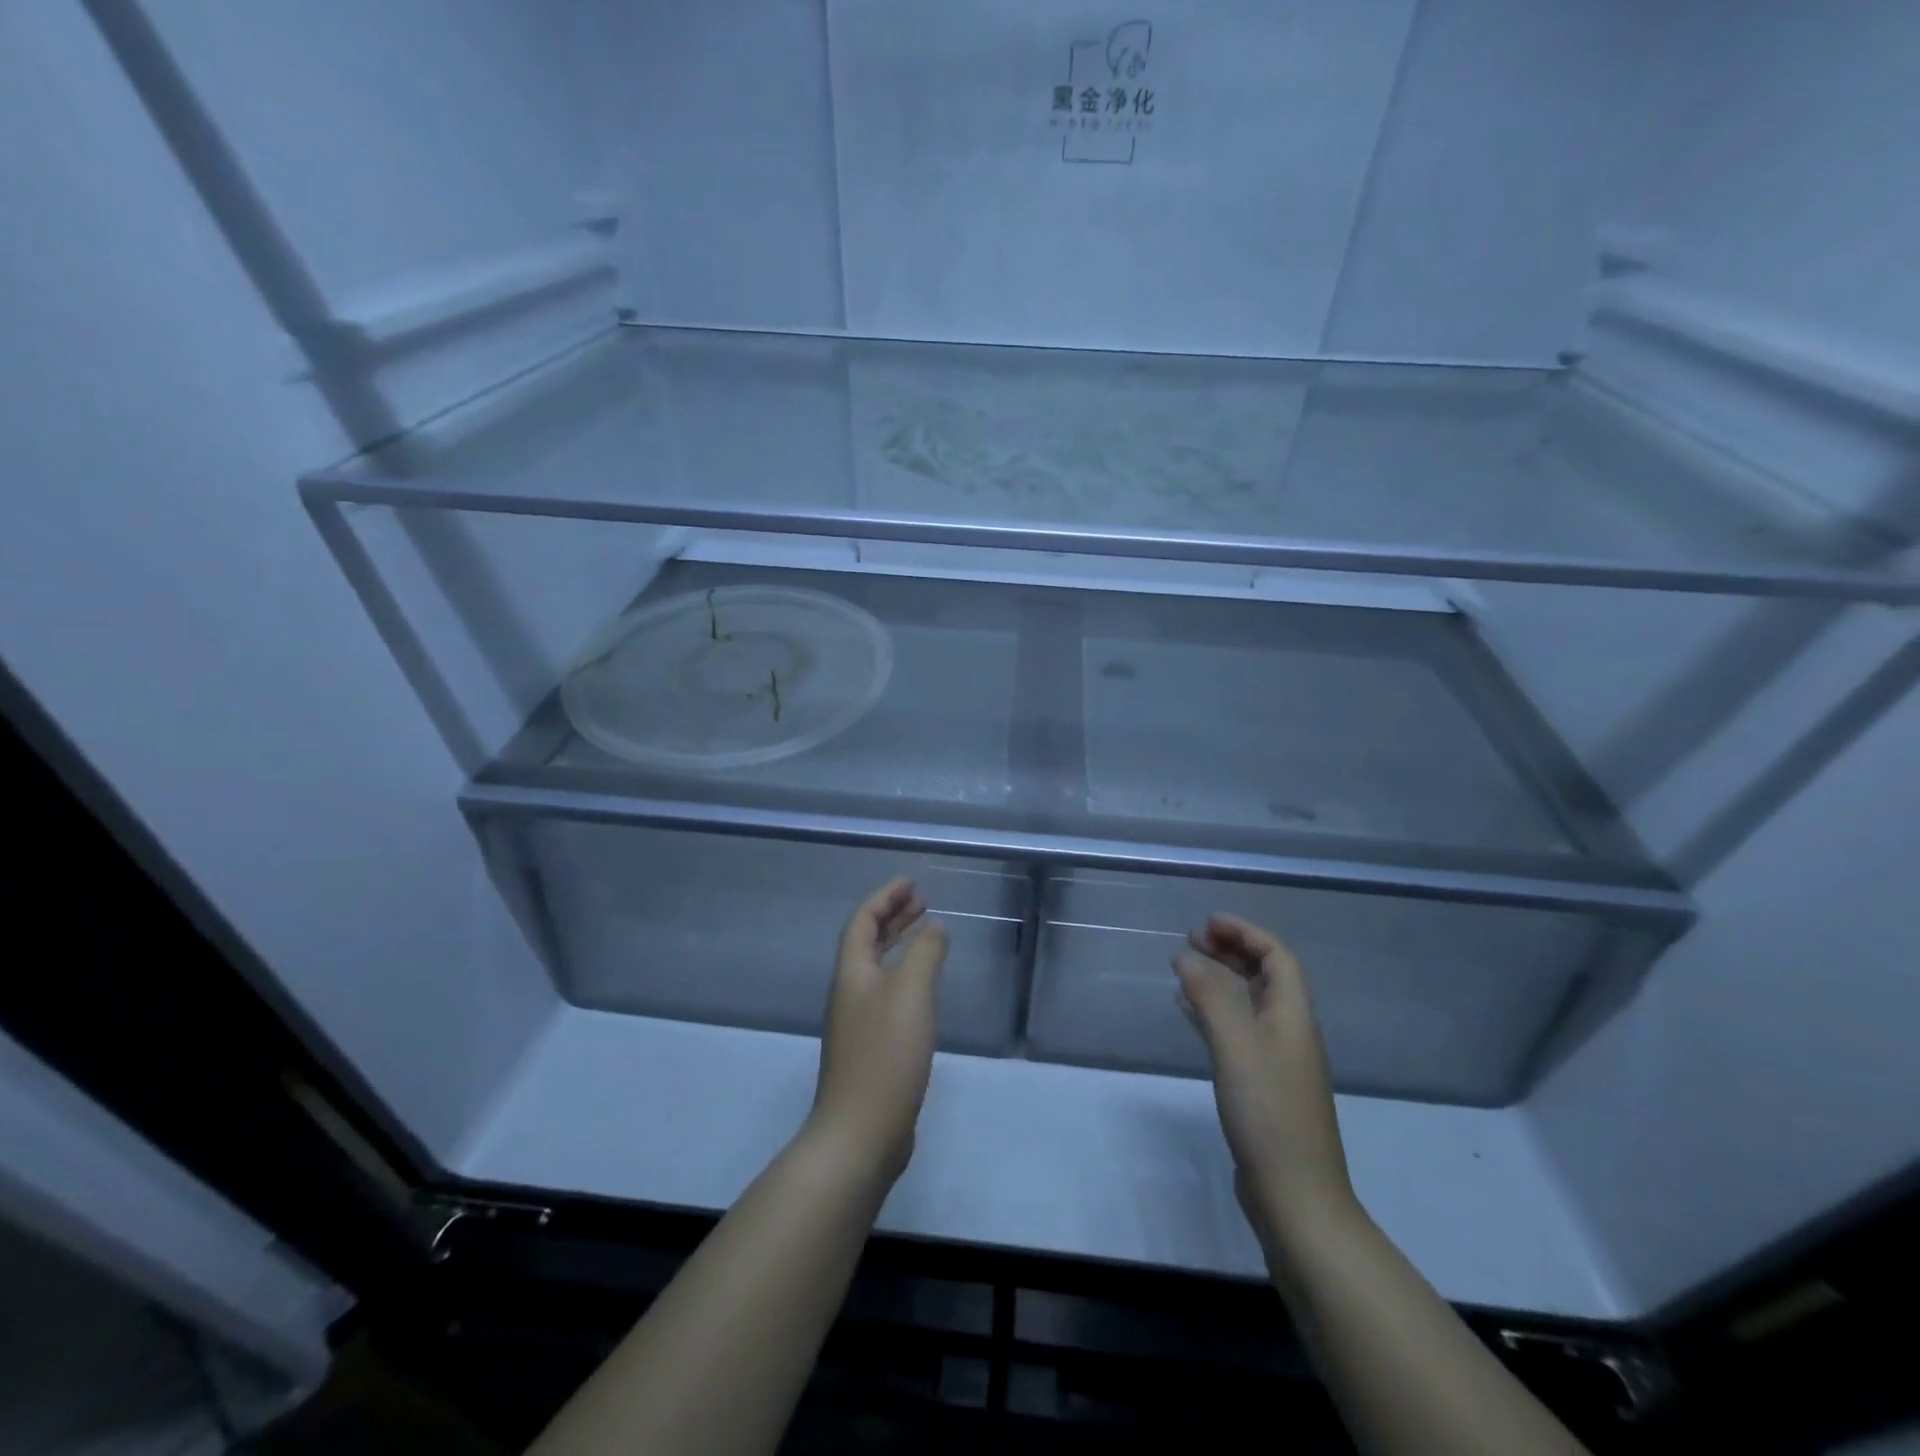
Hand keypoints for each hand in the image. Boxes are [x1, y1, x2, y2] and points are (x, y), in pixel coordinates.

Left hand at [806, 877, 947, 1186]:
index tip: (911, 882)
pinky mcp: (871, 1047)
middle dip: (893, 916)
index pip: (863, 920)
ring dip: (900, 944)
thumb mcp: (911, 992)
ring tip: (927, 932)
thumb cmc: (885, 1053)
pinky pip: (887, 993)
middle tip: (921, 901)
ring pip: (878, 967)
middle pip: (867, 941)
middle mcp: (850, 991)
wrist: (861, 1132)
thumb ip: (925, 953)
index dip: (885, 897)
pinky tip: (925, 987)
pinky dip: (905, 975)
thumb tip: (933, 927)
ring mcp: (858, 1021)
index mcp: (852, 972)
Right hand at [1174, 915, 1356, 1250]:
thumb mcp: (1235, 1046)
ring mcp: (1277, 1060)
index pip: (1277, 956)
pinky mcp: (1262, 1085)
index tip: (1207, 923)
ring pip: (1250, 1002)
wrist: (1296, 1197)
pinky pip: (1237, 1030)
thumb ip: (1210, 997)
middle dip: (1232, 951)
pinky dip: (1213, 1012)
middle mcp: (1290, 1031)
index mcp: (1293, 1016)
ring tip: (1184, 966)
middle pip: (1266, 976)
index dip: (1245, 933)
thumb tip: (1186, 955)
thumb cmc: (1268, 1113)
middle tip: (1192, 939)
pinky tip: (1187, 1012)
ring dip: (1221, 978)